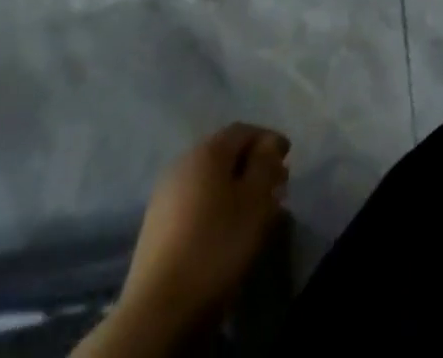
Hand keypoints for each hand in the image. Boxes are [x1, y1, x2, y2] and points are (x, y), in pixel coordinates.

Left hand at [116, 123, 292, 339]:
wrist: (158, 311)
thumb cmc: (217, 244)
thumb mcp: (256, 200)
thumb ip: (266, 164)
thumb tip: (267, 145)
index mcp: (206, 151)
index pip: (244, 131)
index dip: (269, 140)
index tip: (287, 159)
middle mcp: (182, 164)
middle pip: (224, 154)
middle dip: (252, 165)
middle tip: (274, 185)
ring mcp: (164, 197)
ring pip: (209, 180)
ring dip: (234, 188)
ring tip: (254, 210)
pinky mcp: (155, 228)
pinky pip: (194, 203)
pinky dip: (215, 206)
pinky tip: (226, 228)